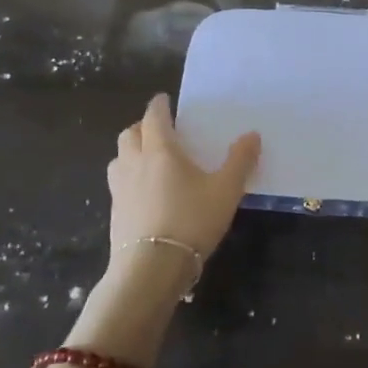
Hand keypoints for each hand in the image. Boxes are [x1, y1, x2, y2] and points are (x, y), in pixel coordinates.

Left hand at [107, 93, 259, 271]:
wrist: (151, 268)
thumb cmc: (191, 221)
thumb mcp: (226, 191)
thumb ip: (240, 161)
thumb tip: (252, 135)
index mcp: (160, 150)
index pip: (154, 117)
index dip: (159, 106)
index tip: (164, 100)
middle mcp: (134, 163)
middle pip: (129, 134)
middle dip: (142, 127)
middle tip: (159, 130)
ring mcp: (120, 189)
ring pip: (118, 159)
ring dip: (131, 151)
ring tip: (148, 159)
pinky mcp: (115, 213)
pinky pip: (119, 184)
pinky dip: (129, 178)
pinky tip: (144, 193)